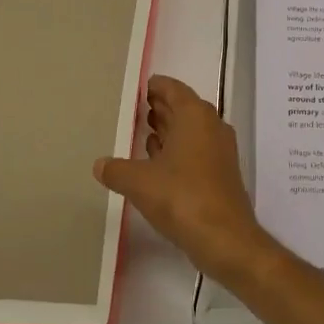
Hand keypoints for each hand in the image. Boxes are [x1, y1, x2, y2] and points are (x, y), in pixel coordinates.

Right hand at [95, 76, 271, 280]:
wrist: (224, 237)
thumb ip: (116, 170)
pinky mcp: (221, 173)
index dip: (156, 86)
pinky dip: (178, 150)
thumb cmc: (181, 197)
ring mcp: (220, 150)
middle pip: (183, 107)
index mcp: (195, 115)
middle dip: (161, 107)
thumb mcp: (139, 182)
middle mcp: (211, 125)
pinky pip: (196, 150)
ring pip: (191, 130)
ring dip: (169, 129)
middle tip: (137, 109)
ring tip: (144, 133)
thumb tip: (99, 164)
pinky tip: (159, 164)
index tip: (140, 87)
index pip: (174, 89)